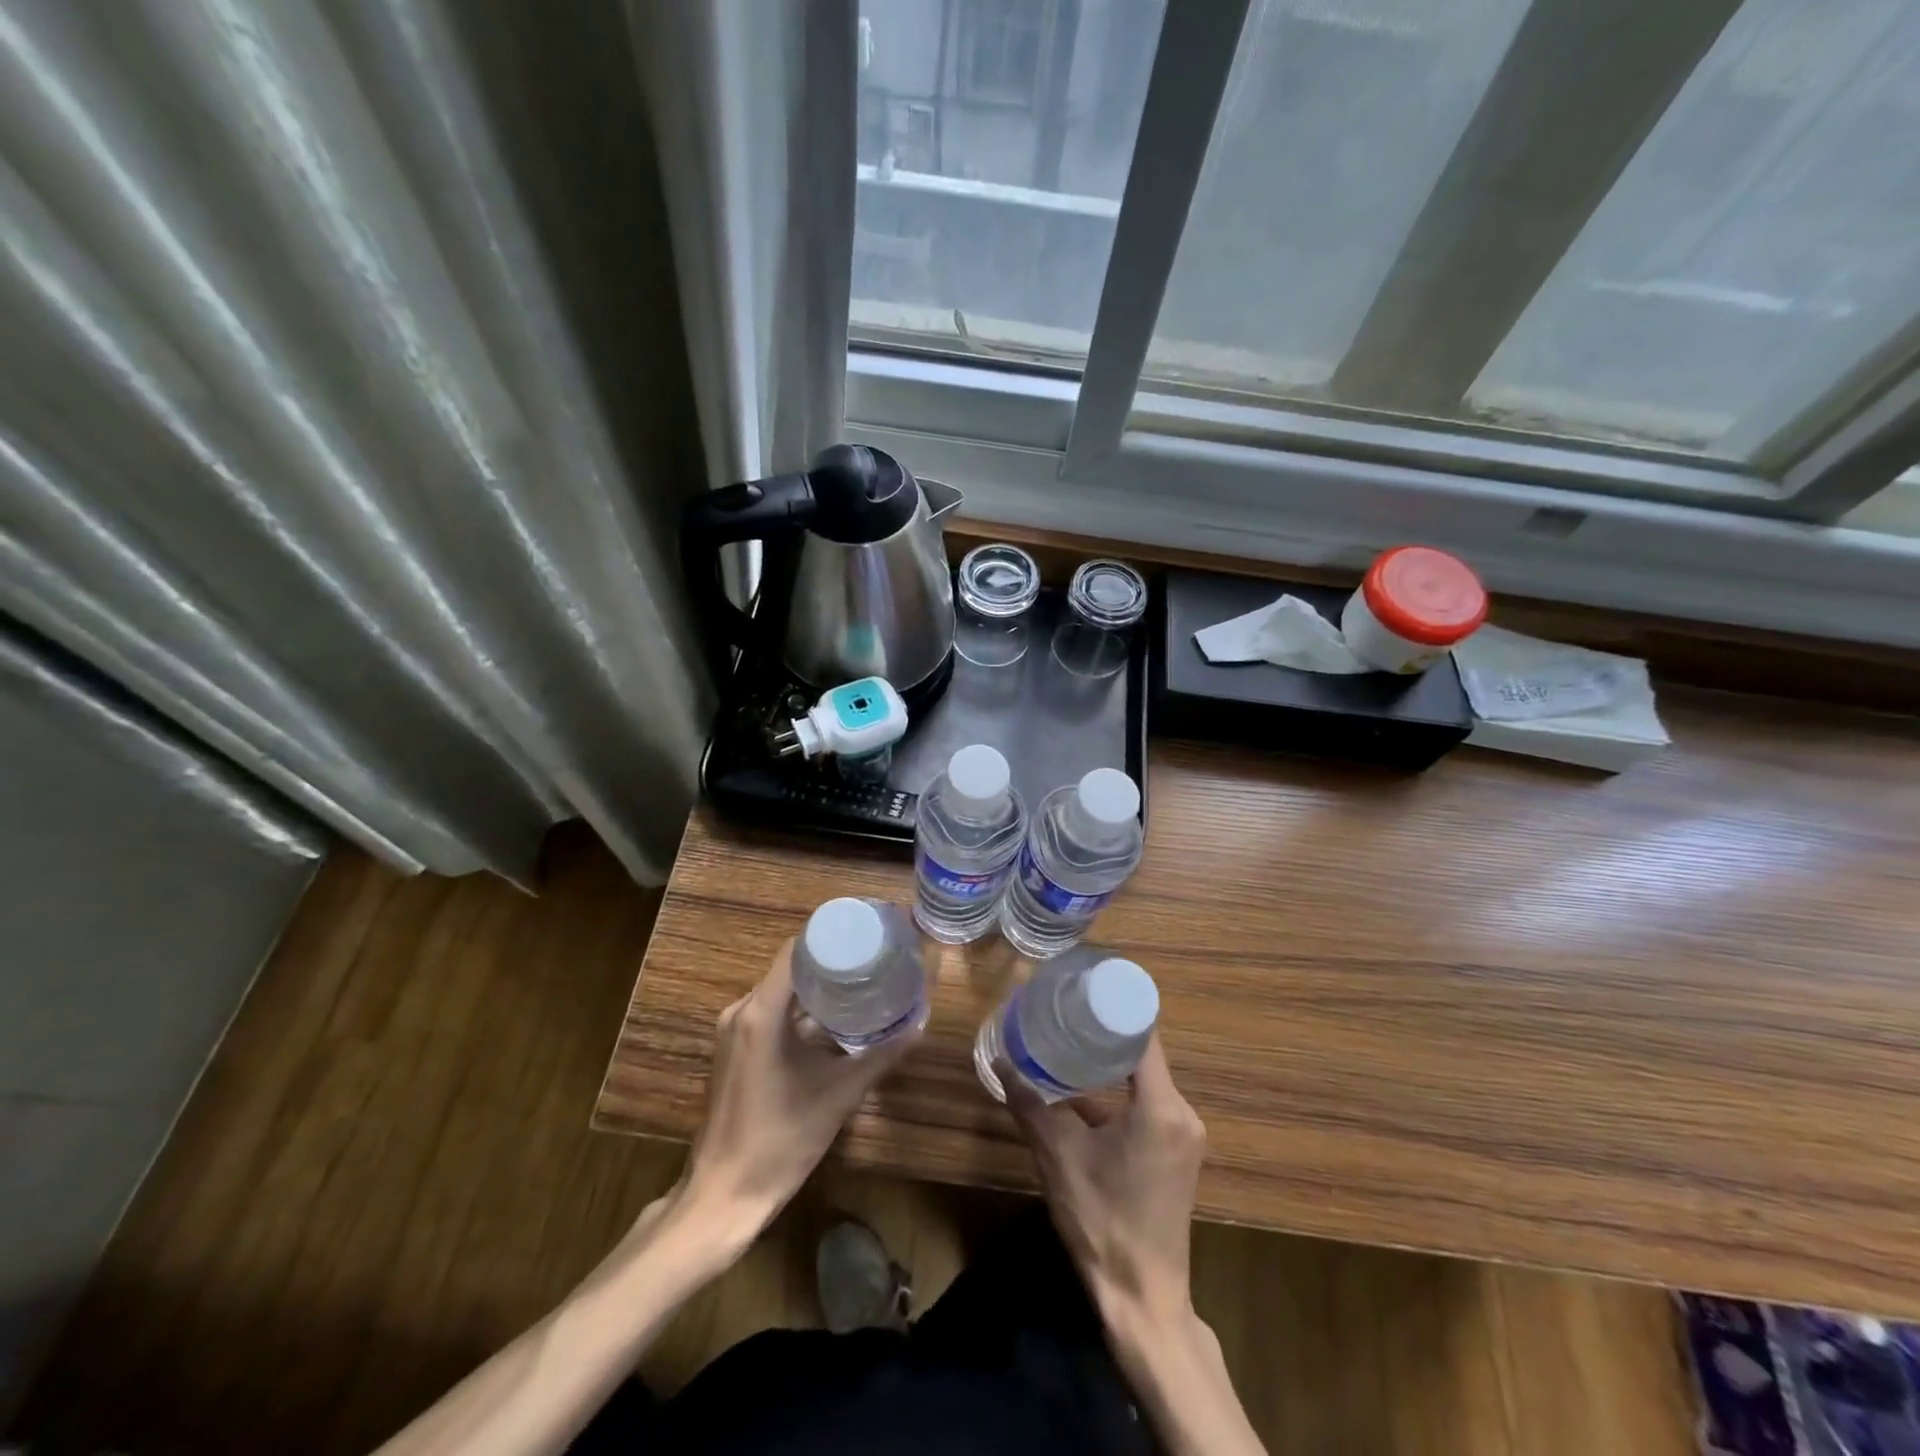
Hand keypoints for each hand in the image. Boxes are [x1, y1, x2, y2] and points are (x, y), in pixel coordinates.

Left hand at [679, 939, 921, 1242]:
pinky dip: (801, 1010)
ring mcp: (734, 1032)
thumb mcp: (838, 1095)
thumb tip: (920, 1024)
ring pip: (781, 992)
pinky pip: (771, 1014)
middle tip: (873, 958)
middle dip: (830, 961)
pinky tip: (833, 1020)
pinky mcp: (735, 1051)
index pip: (796, 950)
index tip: (866, 933)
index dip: (830, 936)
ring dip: (816, 987)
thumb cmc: (780, 1141)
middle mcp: (742, 1012)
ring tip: (860, 983)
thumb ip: (880, 1056)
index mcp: (761, 1012)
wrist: (723, 1197)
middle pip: (790, 968)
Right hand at [1004, 1034, 1205, 1325]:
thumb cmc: (1101, 1222)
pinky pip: (1151, 1101)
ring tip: (1070, 1038)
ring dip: (1112, 1060)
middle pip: (1145, 1052)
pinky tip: (1086, 1086)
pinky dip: (1121, 1089)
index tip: (1082, 986)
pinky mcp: (1179, 1152)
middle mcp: (1182, 1113)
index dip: (1114, 1006)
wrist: (1142, 1299)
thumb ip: (1029, 1104)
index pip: (1143, 1034)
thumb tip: (1000, 1062)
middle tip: (1066, 1009)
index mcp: (1161, 1107)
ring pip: (1147, 1078)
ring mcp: (1185, 1134)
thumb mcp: (1058, 1158)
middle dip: (1105, 1030)